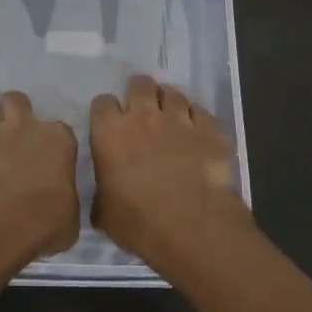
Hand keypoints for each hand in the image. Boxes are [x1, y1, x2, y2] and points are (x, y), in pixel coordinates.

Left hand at [0, 91, 79, 261]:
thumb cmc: (42, 222)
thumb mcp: (69, 217)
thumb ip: (63, 199)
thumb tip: (58, 203)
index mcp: (57, 139)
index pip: (60, 130)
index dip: (53, 144)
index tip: (50, 160)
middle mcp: (22, 127)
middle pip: (16, 101)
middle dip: (14, 114)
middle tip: (15, 140)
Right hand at [89, 74, 249, 266]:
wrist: (192, 227)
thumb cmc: (139, 222)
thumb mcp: (104, 213)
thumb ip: (101, 193)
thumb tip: (105, 194)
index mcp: (109, 132)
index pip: (102, 103)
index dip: (106, 113)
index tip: (110, 125)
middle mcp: (143, 116)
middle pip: (139, 84)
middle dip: (139, 92)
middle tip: (142, 111)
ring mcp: (179, 119)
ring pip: (172, 93)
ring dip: (169, 102)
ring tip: (171, 118)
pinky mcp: (210, 129)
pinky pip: (201, 111)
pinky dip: (196, 118)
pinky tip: (196, 132)